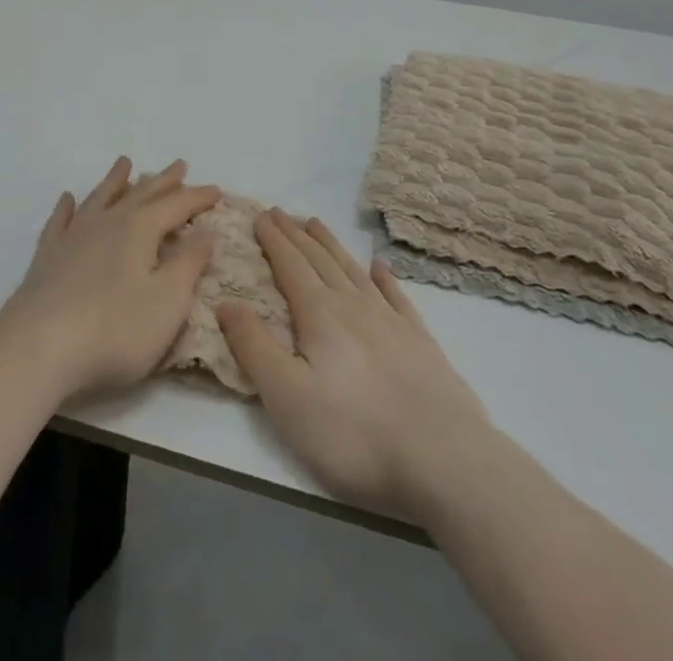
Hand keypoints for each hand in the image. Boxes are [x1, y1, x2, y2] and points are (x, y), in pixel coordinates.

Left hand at [0, 157, 220, 402]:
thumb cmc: (114, 329)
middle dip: (163, 181)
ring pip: (100, 197)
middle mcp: (107, 222)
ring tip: (125, 162)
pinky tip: (68, 199)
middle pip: (140, 194)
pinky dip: (67, 207)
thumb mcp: (167, 301)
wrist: (39, 345)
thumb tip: (206, 232)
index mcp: (139, 229)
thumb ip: (188, 264)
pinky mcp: (48, 256)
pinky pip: (61, 220)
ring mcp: (74, 236)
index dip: (197, 198)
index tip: (216, 189)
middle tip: (179, 165)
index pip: (176, 206)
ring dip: (116, 180)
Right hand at [219, 209, 493, 522]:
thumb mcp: (287, 397)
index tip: (260, 214)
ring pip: (353, 270)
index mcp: (319, 314)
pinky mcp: (422, 343)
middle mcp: (353, 305)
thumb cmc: (354, 433)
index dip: (273, 239)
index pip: (290, 265)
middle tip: (281, 212)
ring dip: (331, 245)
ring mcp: (392, 321)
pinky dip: (384, 277)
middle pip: (319, 259)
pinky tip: (379, 266)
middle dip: (296, 234)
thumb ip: (254, 347)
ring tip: (316, 223)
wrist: (446, 462)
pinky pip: (397, 296)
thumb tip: (226, 302)